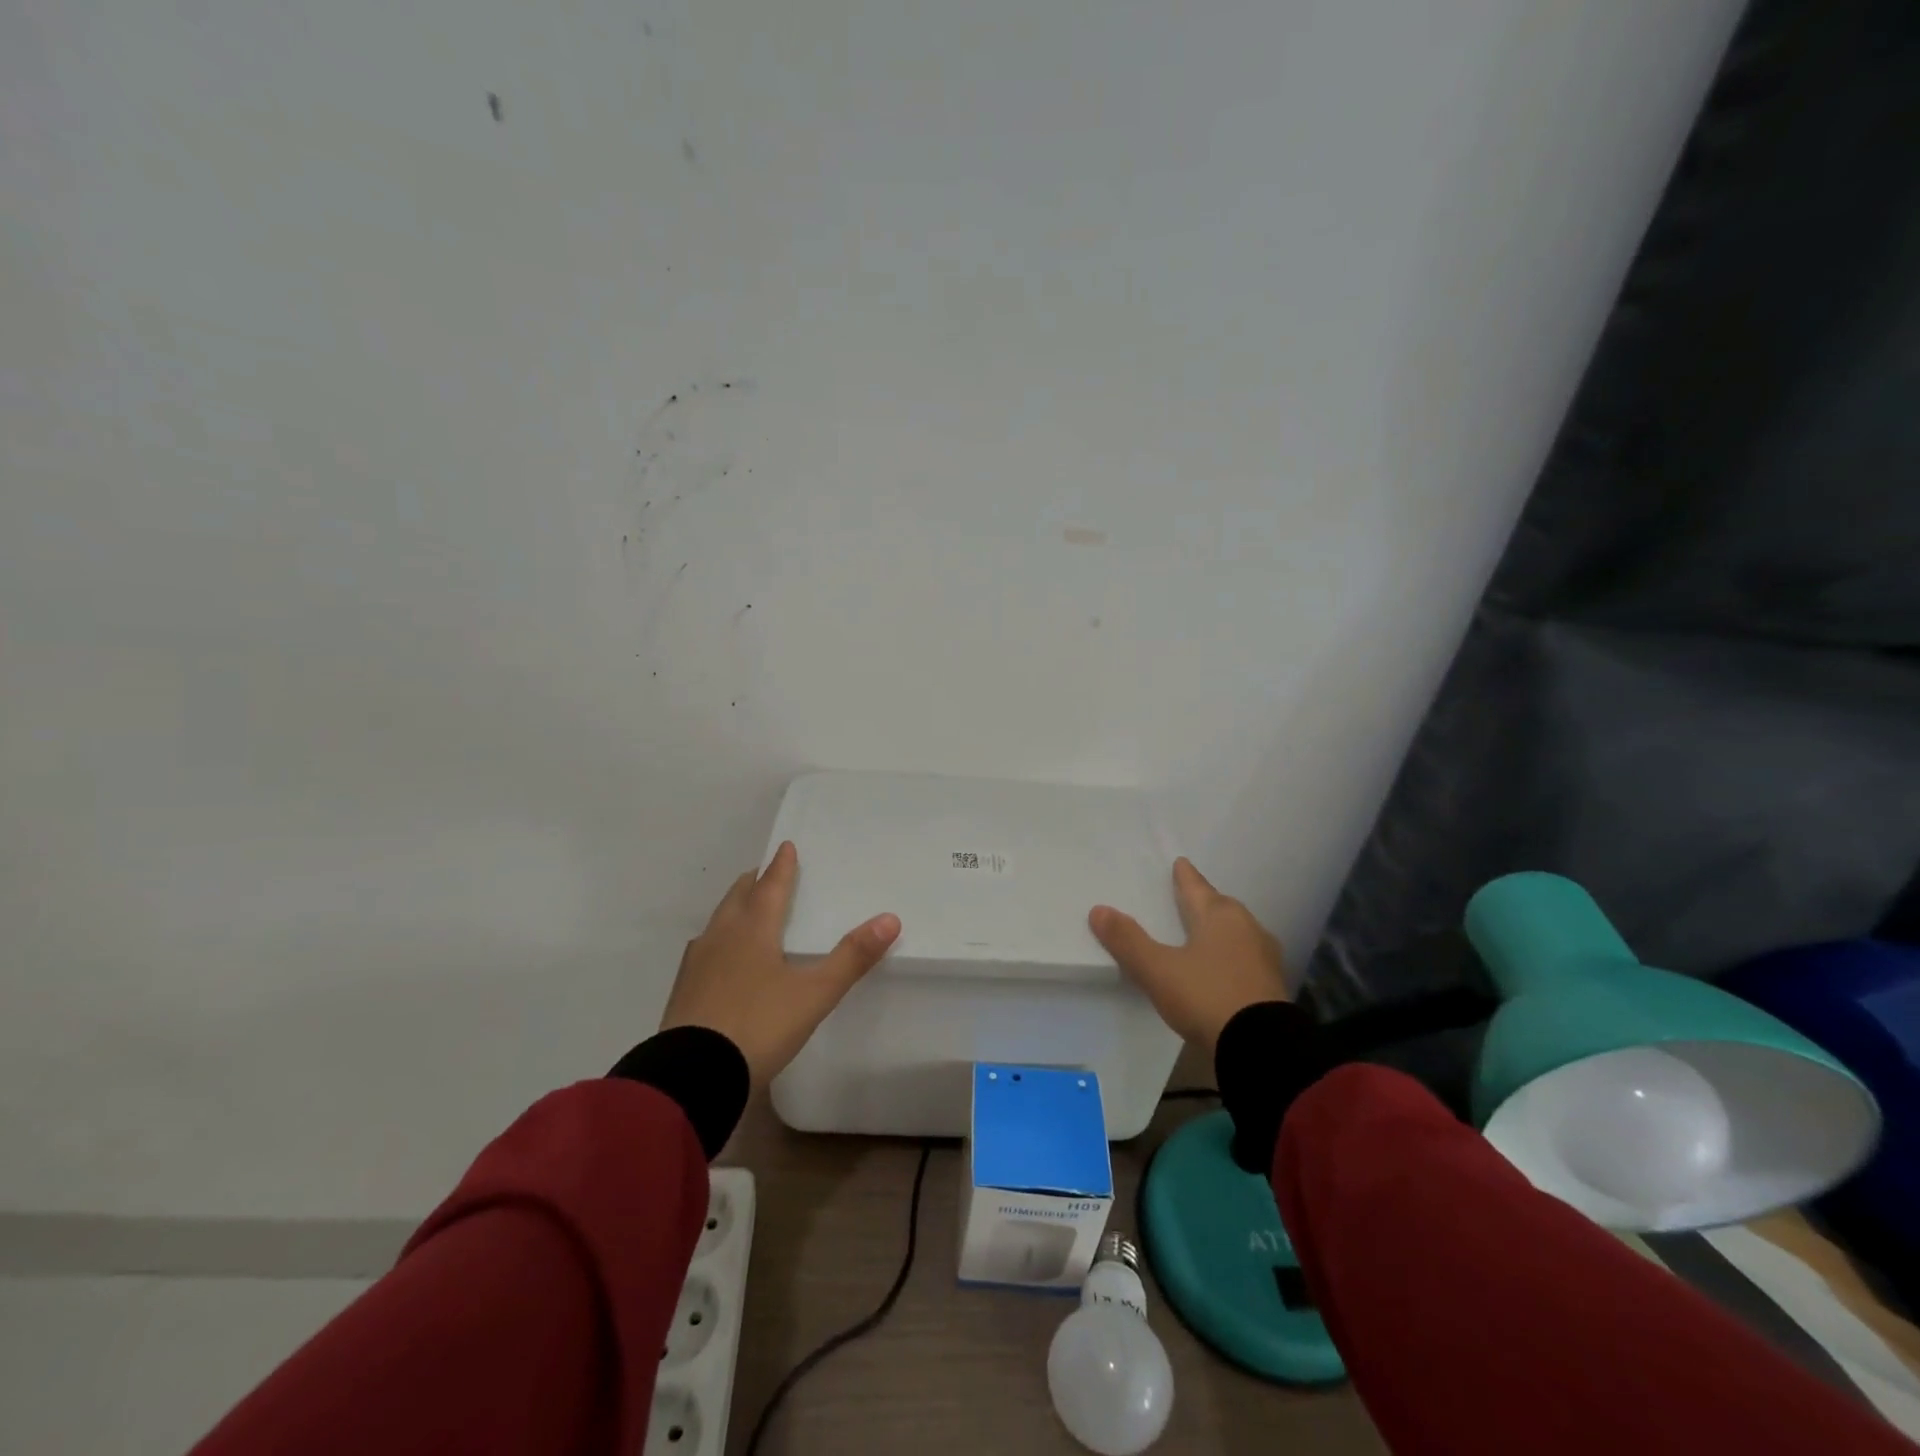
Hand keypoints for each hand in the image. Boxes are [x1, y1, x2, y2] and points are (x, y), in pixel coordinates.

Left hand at [660, 840, 900, 1087]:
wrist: (691, 1077)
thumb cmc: (758, 1026)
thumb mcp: (814, 994)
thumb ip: (852, 957)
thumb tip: (890, 918)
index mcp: (753, 930)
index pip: (771, 886)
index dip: (781, 866)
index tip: (786, 846)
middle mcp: (722, 937)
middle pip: (739, 897)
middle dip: (754, 882)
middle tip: (766, 873)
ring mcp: (697, 964)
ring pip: (718, 922)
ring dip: (734, 909)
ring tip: (746, 909)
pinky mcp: (683, 991)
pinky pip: (704, 950)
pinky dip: (719, 940)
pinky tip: (721, 958)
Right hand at [1089, 857, 1288, 1053]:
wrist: (1263, 1047)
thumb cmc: (1207, 996)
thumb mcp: (1158, 970)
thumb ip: (1128, 940)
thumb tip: (1098, 910)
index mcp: (1219, 916)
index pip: (1197, 887)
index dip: (1185, 876)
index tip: (1181, 862)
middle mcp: (1246, 928)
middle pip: (1221, 906)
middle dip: (1205, 901)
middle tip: (1190, 896)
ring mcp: (1264, 957)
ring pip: (1237, 932)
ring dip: (1221, 929)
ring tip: (1204, 932)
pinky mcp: (1272, 986)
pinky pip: (1246, 958)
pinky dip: (1231, 955)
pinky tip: (1223, 967)